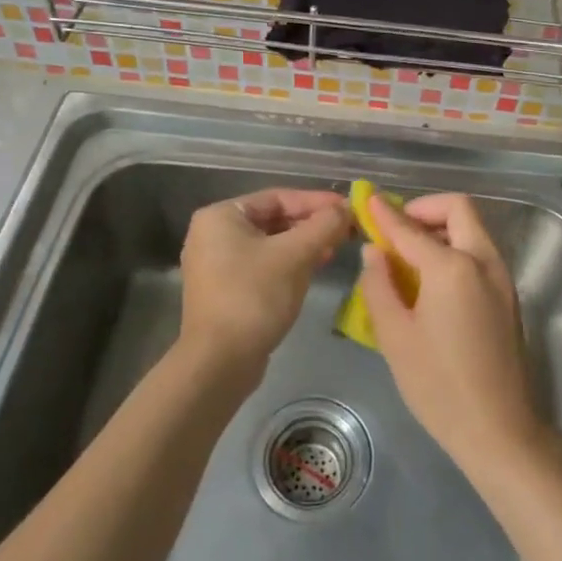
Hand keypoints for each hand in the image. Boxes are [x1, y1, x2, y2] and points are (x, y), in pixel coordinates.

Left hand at [179, 188, 349, 378]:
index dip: (316, 201)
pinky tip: (314, 268)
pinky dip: (289, 263)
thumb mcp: (294, 256)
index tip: (348, 208)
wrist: (220, 362)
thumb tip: (347, 208)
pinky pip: (263, 265)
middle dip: (311, 224)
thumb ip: (323, 226)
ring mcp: (217, 264)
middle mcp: (213, 234)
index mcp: (221, 216)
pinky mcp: (226, 289)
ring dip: (304, 244)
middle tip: (346, 229)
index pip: (278, 197)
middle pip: (273, 219)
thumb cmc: (254, 297)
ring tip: (336, 248)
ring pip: (270, 244)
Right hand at [358, 193, 545, 468]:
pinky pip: (480, 254)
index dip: (385, 214)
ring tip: (409, 256)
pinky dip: (455, 249)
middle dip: (424, 209)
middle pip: (458, 210)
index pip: (411, 228)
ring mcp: (502, 278)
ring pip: (473, 230)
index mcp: (452, 267)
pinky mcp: (508, 296)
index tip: (367, 199)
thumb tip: (375, 251)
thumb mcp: (395, 336)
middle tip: (396, 230)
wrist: (499, 429)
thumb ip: (379, 285)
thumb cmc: (438, 385)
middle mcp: (483, 261)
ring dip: (442, 229)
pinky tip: (432, 280)